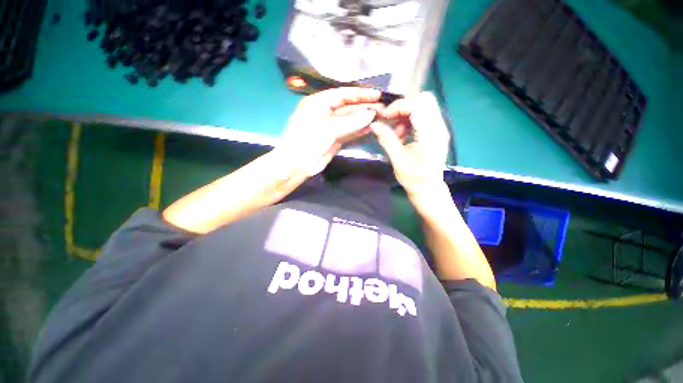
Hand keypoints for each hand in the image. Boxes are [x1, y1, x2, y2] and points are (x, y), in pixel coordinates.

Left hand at [276, 87, 382, 176]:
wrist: (296, 165)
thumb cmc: (307, 141)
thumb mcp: (328, 128)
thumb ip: (351, 121)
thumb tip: (371, 114)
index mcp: (319, 103)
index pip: (343, 94)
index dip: (361, 94)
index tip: (378, 95)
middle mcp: (325, 112)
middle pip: (348, 107)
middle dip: (365, 108)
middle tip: (383, 109)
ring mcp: (331, 127)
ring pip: (350, 120)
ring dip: (364, 120)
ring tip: (380, 118)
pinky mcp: (334, 140)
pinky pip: (349, 132)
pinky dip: (359, 131)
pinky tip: (370, 128)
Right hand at [371, 92, 449, 197]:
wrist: (428, 189)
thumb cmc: (414, 179)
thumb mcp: (398, 161)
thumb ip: (387, 140)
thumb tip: (374, 124)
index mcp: (431, 135)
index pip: (418, 105)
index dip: (399, 106)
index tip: (385, 117)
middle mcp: (439, 128)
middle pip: (424, 99)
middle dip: (403, 106)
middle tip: (390, 119)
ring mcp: (440, 128)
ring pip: (424, 105)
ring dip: (406, 113)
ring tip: (396, 131)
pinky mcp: (436, 131)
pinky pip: (424, 115)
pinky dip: (410, 119)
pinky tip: (402, 134)